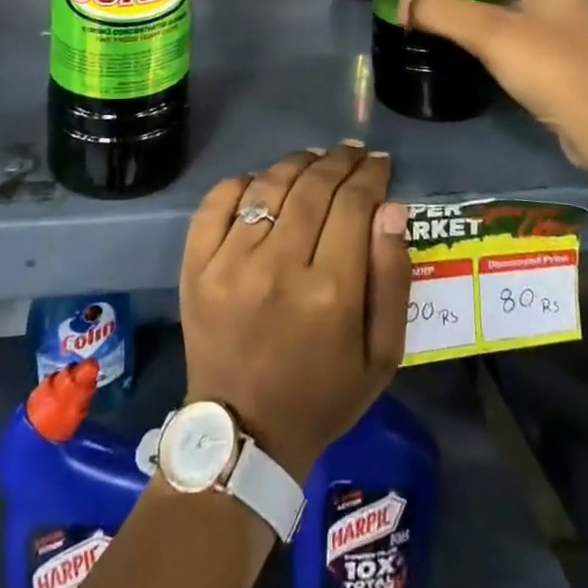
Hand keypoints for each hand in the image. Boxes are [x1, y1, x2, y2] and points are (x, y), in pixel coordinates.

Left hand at [179, 141, 410, 479]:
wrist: (244, 434)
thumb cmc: (323, 394)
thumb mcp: (381, 355)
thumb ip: (392, 278)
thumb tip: (391, 208)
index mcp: (330, 292)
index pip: (353, 205)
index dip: (370, 175)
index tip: (380, 163)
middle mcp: (278, 266)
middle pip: (313, 187)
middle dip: (339, 161)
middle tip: (352, 152)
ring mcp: (230, 262)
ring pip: (269, 185)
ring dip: (297, 163)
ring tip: (315, 158)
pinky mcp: (196, 264)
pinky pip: (219, 201)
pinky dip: (243, 181)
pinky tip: (263, 182)